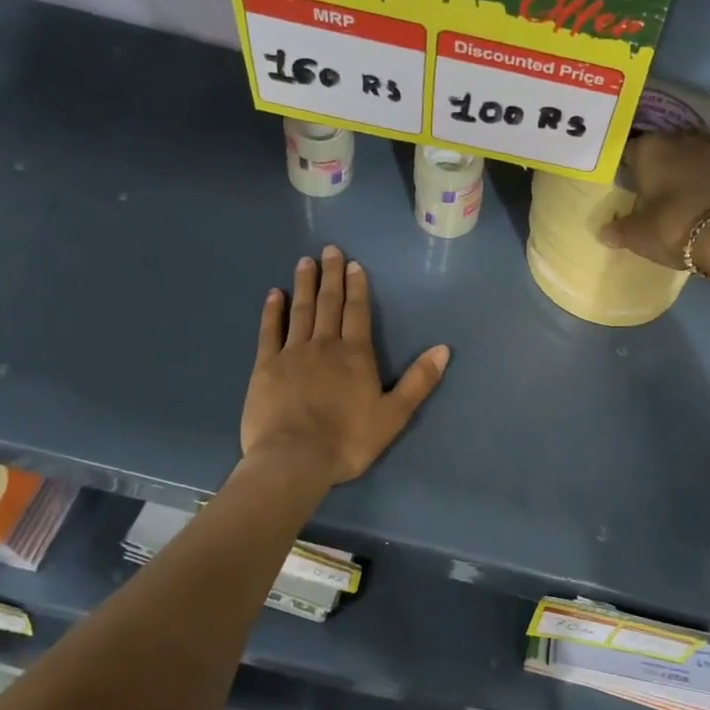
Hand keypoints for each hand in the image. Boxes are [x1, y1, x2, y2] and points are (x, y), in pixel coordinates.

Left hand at [241, 246, 450, 484]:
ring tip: (306, 261)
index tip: (353, 264)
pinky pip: (270, 331)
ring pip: (301, 310)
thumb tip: (444, 349)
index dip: (357, 287)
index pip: (358, 312)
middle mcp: (325, 345)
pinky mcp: (266, 367)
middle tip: (329, 250)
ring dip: (305, 284)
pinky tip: (274, 294)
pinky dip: (273, 311)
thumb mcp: (394, 415)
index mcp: (356, 354)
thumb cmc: (348, 440)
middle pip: (329, 303)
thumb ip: (419, 381)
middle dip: (331, 275)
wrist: (294, 459)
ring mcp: (293, 353)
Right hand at [598, 130, 709, 274]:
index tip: (624, 186)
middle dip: (654, 166)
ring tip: (676, 195)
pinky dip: (704, 180)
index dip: (624, 169)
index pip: (628, 151)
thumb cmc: (676, 226)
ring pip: (688, 156)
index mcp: (649, 149)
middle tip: (648, 191)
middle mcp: (679, 140)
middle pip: (660, 149)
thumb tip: (604, 232)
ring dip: (682, 171)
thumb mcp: (640, 235)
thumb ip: (620, 230)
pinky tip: (701, 199)